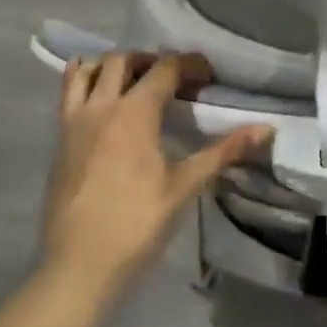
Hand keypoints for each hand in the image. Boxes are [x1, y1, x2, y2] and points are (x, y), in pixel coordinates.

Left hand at [46, 51, 271, 298]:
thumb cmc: (137, 224)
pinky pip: (67, 93)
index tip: (208, 77)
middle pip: (125, 60)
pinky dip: (82, 78)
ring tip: (135, 81)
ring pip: (89, 70)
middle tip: (174, 80)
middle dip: (152, 60)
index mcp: (135, 113)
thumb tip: (266, 129)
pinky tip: (98, 91)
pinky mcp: (59, 139)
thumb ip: (224, 151)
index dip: (190, 65)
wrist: (79, 266)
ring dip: (114, 65)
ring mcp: (75, 122)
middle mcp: (102, 107)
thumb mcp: (185, 186)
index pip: (165, 68)